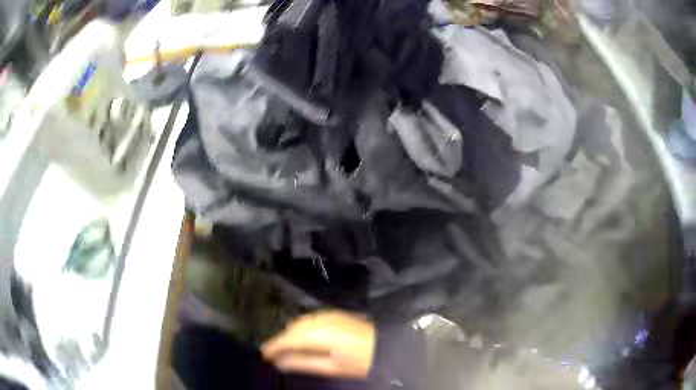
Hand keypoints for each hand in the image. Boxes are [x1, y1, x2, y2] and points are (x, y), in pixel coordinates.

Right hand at [261, 310, 375, 378]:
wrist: (387, 346)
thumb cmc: (361, 362)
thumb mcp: (332, 367)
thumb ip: (303, 363)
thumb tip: (279, 362)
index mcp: (319, 334)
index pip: (288, 339)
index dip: (273, 346)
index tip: (263, 355)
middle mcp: (320, 319)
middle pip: (292, 329)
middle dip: (281, 341)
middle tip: (273, 355)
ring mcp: (328, 314)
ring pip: (300, 322)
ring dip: (291, 334)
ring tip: (286, 350)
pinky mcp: (334, 314)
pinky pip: (310, 320)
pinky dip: (302, 329)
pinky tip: (302, 340)